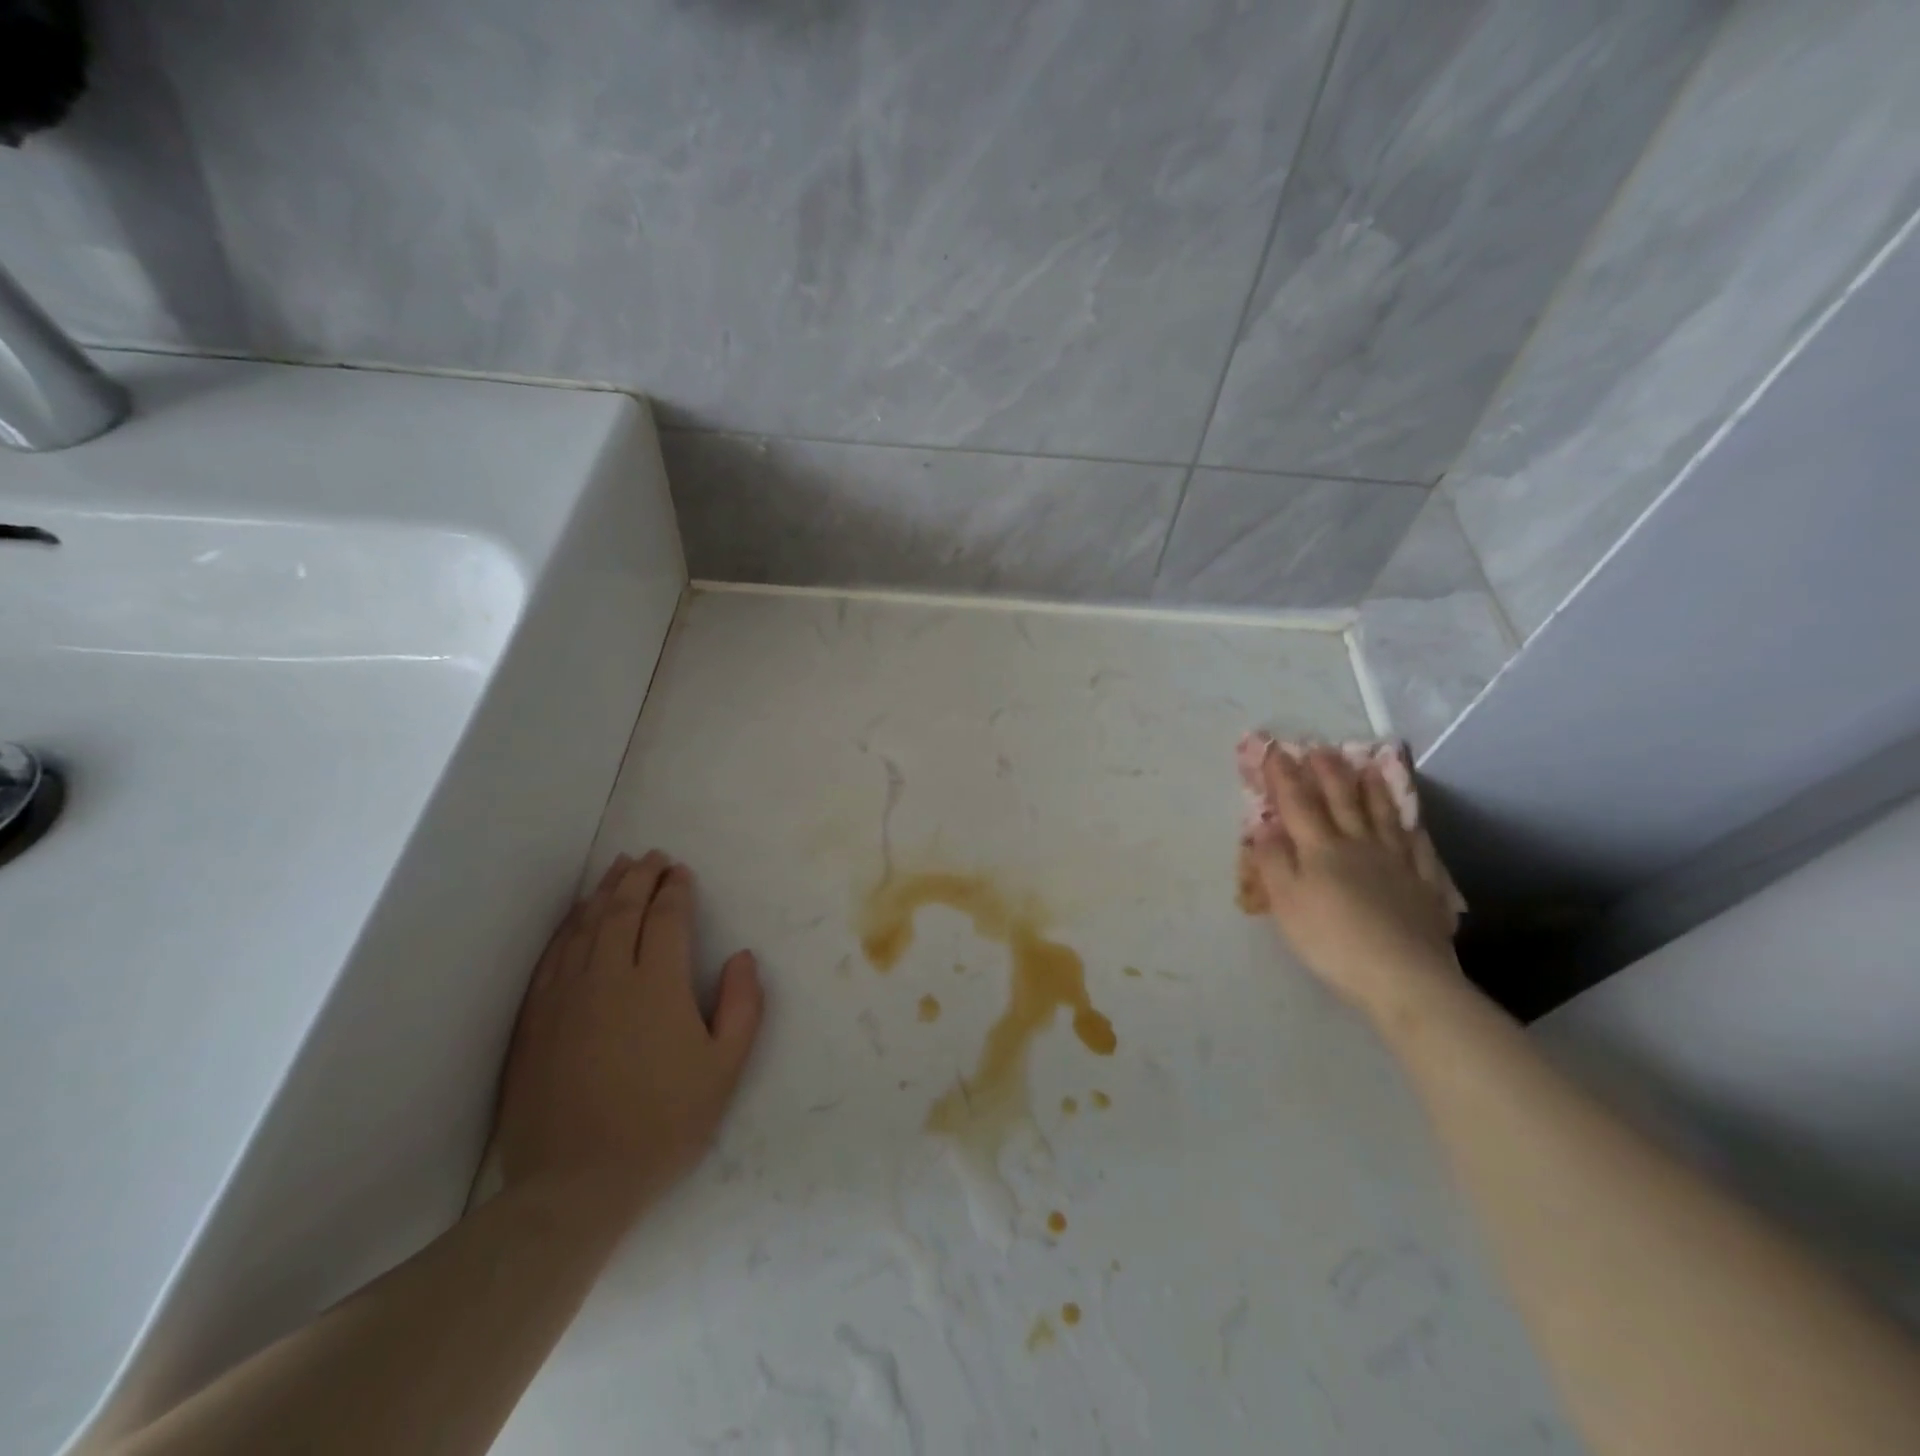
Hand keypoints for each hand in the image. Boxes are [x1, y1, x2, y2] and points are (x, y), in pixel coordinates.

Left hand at [492, 852, 764, 1227]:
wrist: (575, 1184)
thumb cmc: (664, 1123)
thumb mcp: (725, 1069)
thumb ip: (742, 1006)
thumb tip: (742, 957)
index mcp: (657, 984)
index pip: (666, 917)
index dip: (675, 889)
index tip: (682, 872)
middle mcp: (607, 976)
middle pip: (622, 909)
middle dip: (639, 877)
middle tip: (652, 857)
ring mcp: (565, 995)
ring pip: (584, 926)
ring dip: (604, 892)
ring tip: (617, 869)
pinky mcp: (535, 1019)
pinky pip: (553, 956)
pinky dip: (569, 927)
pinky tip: (577, 918)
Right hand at [1245, 741, 1461, 1020]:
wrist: (1403, 977)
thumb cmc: (1331, 940)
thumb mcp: (1286, 902)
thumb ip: (1274, 862)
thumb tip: (1265, 827)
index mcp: (1321, 849)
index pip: (1298, 803)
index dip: (1285, 776)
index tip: (1274, 751)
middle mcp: (1359, 845)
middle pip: (1343, 801)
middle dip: (1329, 773)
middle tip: (1322, 748)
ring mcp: (1397, 864)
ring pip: (1383, 817)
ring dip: (1372, 790)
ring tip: (1368, 767)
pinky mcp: (1424, 887)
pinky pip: (1418, 848)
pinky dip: (1412, 830)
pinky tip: (1412, 823)